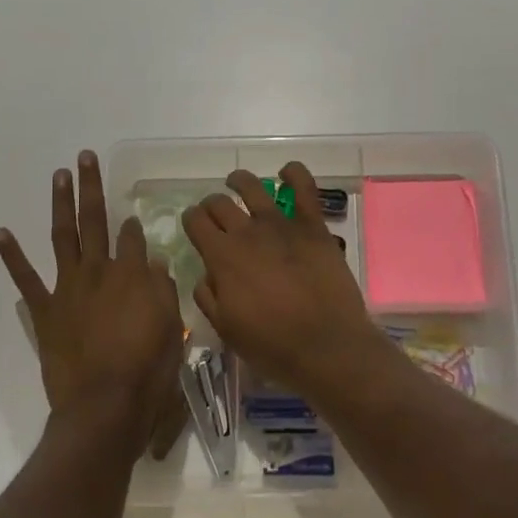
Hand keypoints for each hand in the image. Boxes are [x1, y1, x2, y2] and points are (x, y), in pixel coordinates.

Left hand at [0, 152, 188, 457]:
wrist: (104, 405)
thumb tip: (154, 264)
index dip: (132, 226)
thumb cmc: (147, 369)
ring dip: (61, 203)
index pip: (132, 237)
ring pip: (63, 235)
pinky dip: (12, 256)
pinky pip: (26, 278)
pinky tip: (2, 232)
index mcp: (132, 274)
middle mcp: (98, 270)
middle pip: (96, 220)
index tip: (132, 220)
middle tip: (85, 157)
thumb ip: (163, 290)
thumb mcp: (172, 328)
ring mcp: (68, 287)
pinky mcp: (45, 310)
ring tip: (59, 174)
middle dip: (91, 187)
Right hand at [182, 163, 394, 401]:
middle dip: (211, 205)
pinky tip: (286, 172)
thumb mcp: (227, 329)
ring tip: (237, 183)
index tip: (194, 224)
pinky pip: (304, 187)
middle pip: (220, 203)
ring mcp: (282, 224)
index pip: (196, 222)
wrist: (326, 345)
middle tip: (214, 214)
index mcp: (222, 256)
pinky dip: (293, 173)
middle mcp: (247, 232)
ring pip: (253, 187)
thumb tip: (206, 275)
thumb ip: (209, 297)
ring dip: (240, 181)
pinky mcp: (313, 226)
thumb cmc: (272, 345)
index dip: (191, 220)